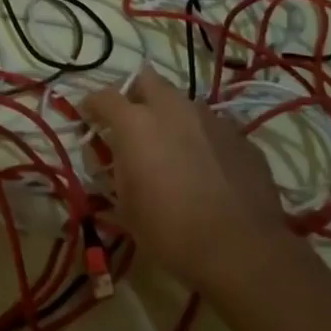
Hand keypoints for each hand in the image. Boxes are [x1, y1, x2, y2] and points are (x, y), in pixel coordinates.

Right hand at [84, 68, 287, 291]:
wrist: (242, 250)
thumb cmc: (171, 231)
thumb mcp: (126, 207)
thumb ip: (116, 171)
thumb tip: (115, 159)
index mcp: (136, 123)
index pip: (104, 96)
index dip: (92, 105)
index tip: (89, 119)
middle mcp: (173, 109)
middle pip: (148, 80)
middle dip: (136, 95)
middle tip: (133, 124)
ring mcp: (211, 119)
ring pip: (183, 103)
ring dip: (172, 118)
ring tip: (173, 149)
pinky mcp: (241, 137)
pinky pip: (213, 128)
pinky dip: (202, 140)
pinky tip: (206, 169)